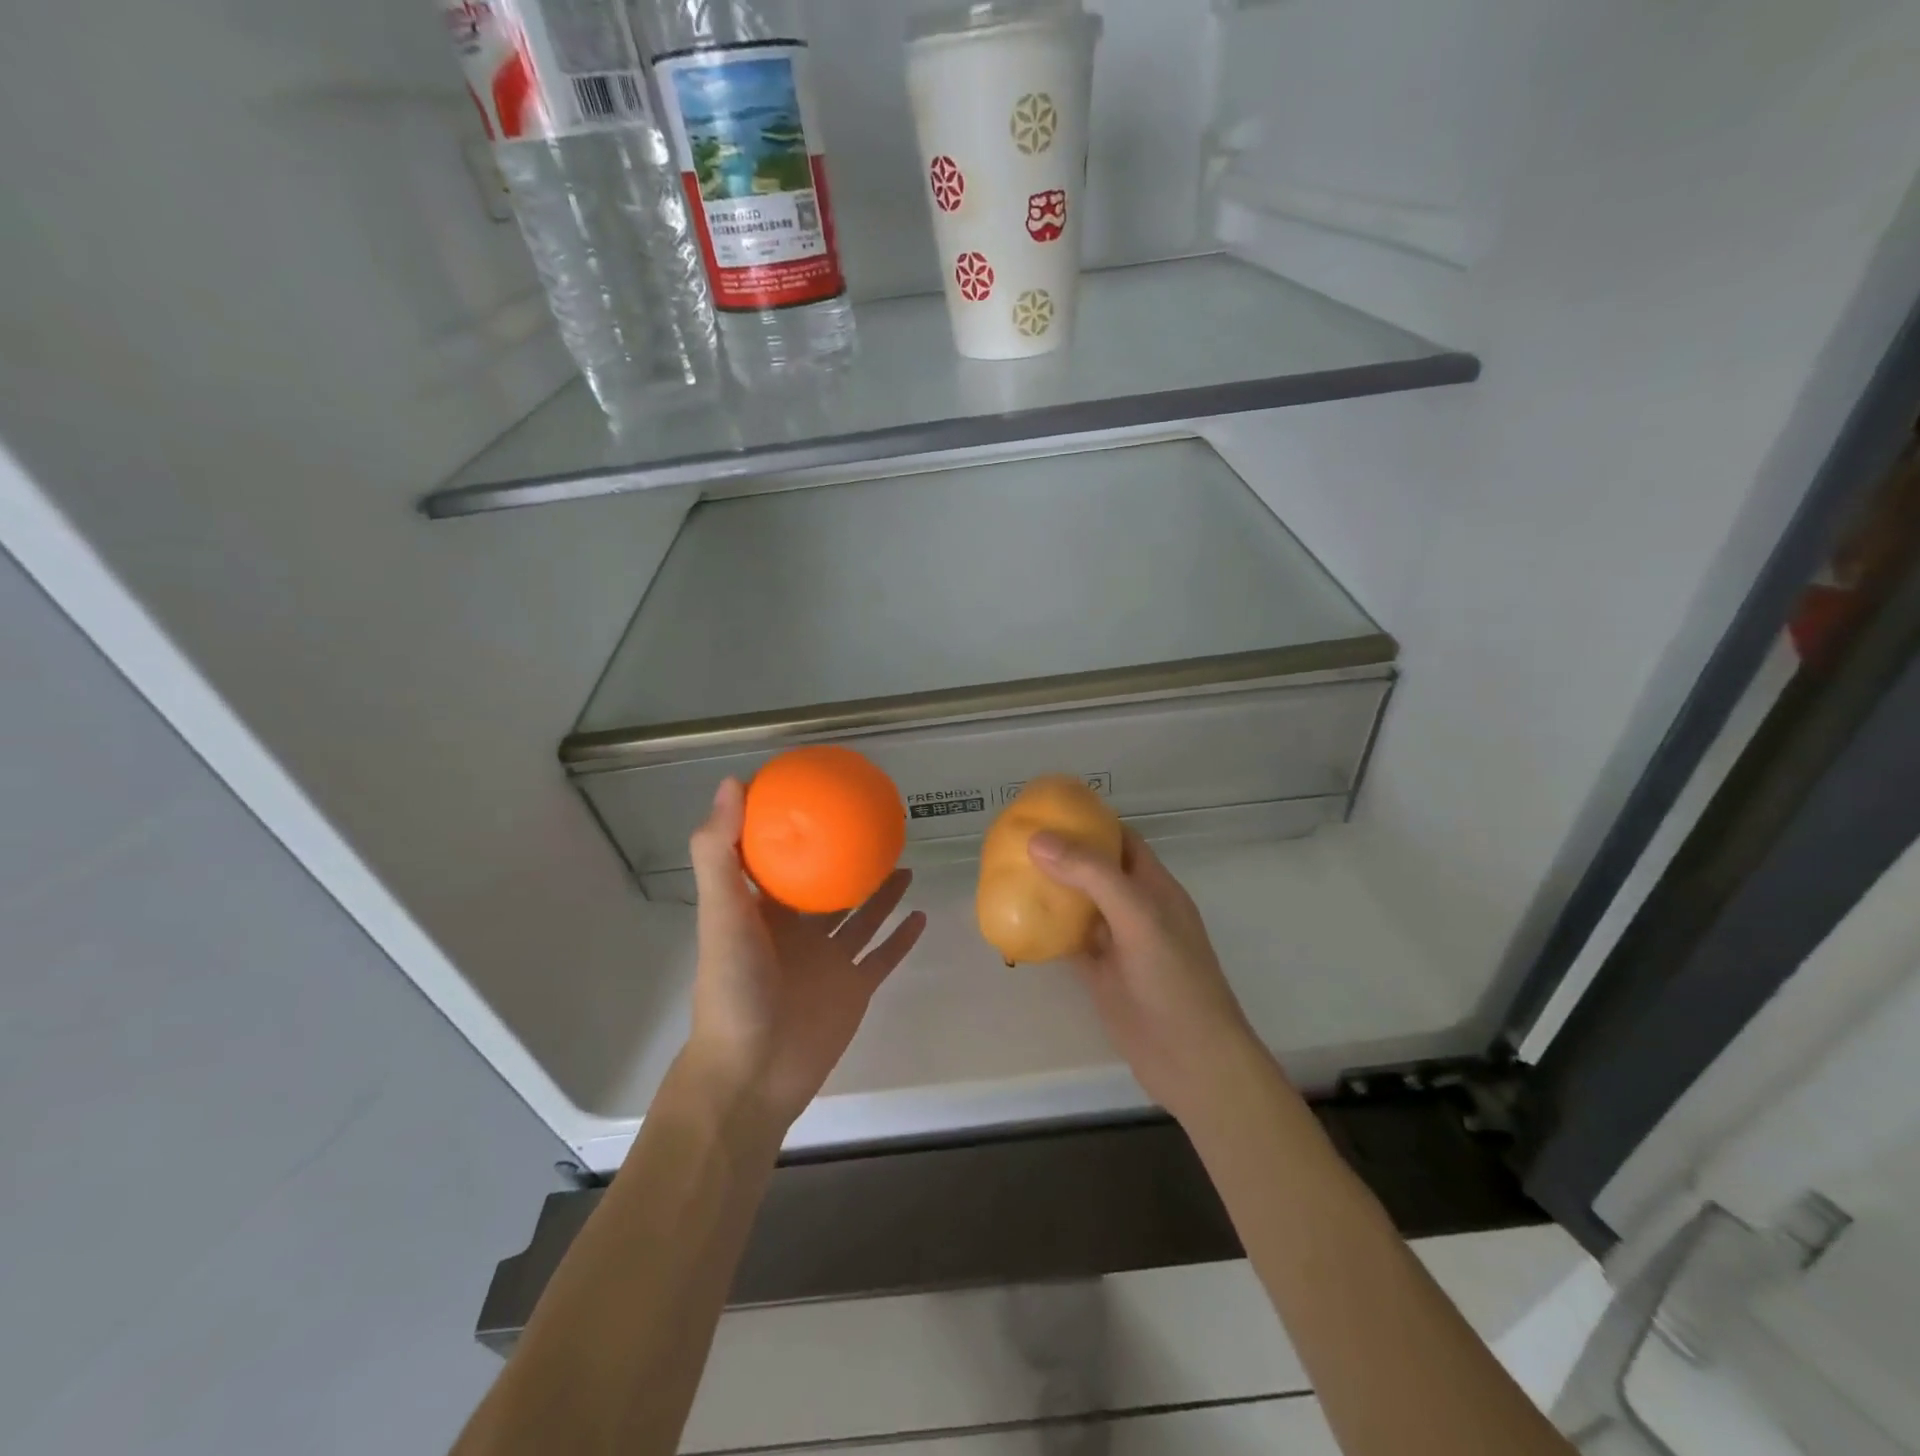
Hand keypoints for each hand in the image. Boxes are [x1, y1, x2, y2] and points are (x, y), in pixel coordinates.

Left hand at [684, 777, 926, 1133]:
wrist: (753, 1074)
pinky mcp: (854, 989)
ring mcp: (828, 962)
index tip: (814, 796)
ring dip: (880, 892)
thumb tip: (732, 782)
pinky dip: (901, 937)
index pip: (777, 861)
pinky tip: (921, 913)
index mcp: (764, 912)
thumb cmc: (733, 988)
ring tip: (902, 861)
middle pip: (827, 886)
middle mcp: (797, 932)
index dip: (791, 830)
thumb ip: (720, 853)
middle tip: (874, 825)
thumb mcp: (721, 914)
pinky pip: (884, 956)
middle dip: (845, 858)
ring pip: (860, 917)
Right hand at [1029, 828, 1262, 1125]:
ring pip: (1079, 905)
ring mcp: (1117, 943)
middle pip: (1095, 869)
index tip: (1048, 810)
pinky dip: (1045, 930)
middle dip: (1061, 853)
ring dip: (1049, 890)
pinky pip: (1068, 942)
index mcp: (1154, 886)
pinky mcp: (1101, 973)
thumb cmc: (1174, 980)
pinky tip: (1015, 922)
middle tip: (1017, 840)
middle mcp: (1135, 908)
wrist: (1191, 1061)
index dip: (1089, 821)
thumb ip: (1092, 875)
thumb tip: (1038, 839)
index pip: (1121, 839)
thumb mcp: (1138, 918)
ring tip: (1008, 873)